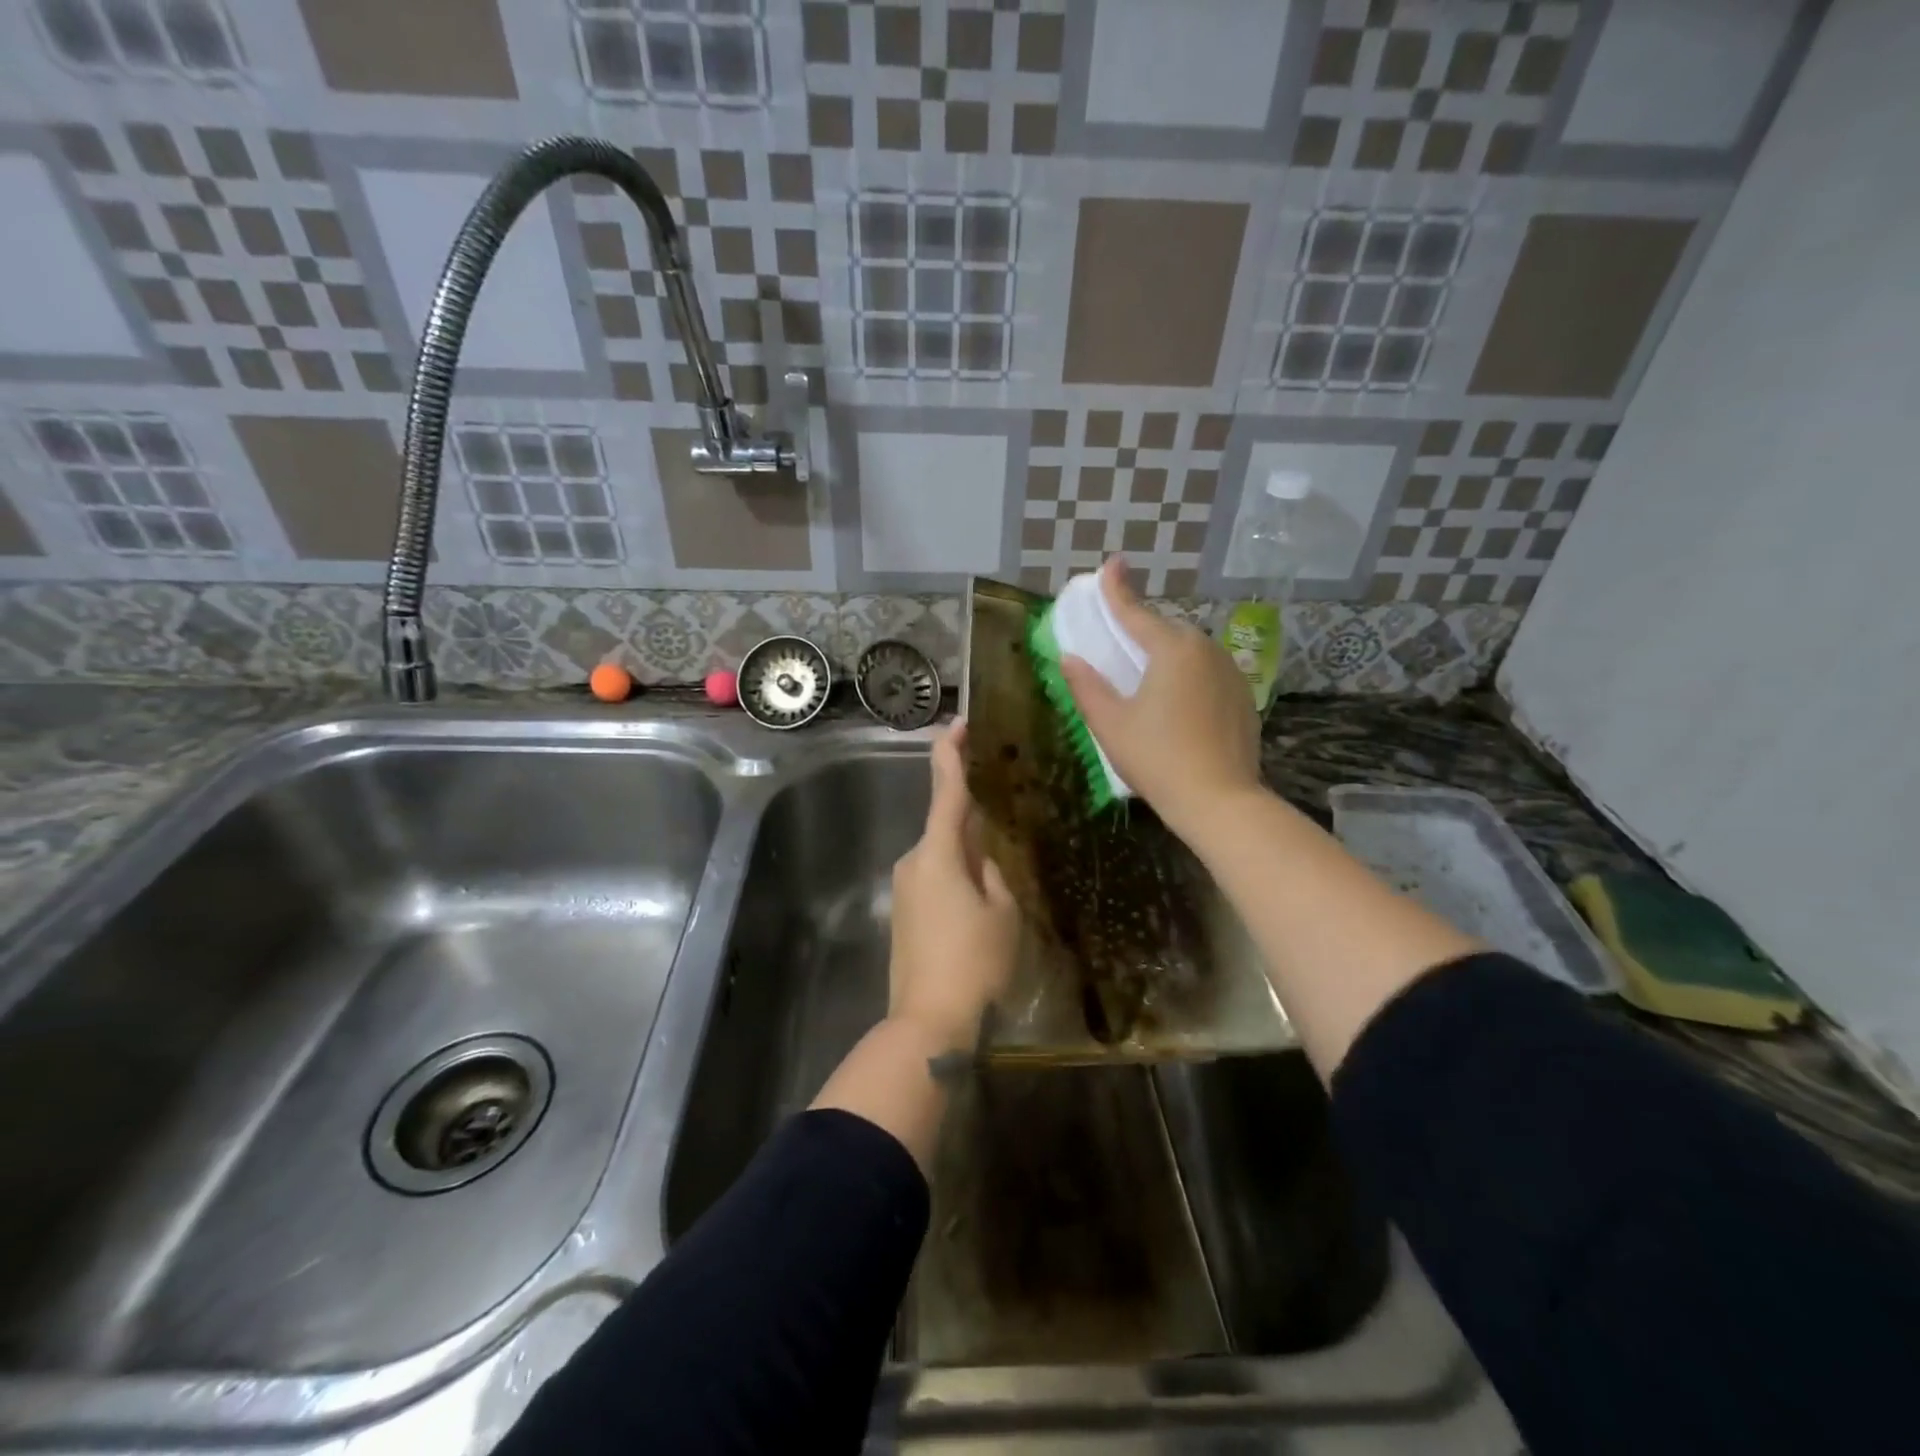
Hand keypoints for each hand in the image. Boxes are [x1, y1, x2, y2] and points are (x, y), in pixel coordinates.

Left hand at [888, 721, 1019, 1049]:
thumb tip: (984, 856)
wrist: (928, 1024)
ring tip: (1002, 871)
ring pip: (943, 854)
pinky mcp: (905, 913)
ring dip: (968, 852)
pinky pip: (935, 878)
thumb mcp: (1003, 912)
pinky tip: (981, 897)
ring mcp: (905, 888)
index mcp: (938, 853)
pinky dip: (957, 875)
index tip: (958, 724)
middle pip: (946, 824)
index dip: (951, 754)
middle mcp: (914, 861)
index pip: (946, 790)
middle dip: (973, 817)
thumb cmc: (974, 963)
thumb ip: (995, 872)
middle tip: (1007, 814)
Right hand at [1060, 556, 1263, 836]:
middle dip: (1141, 631)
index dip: (1117, 589)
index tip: (1111, 563)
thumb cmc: (1157, 759)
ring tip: (1145, 678)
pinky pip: (1207, 672)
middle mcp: (1205, 650)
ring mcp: (1230, 672)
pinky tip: (1176, 704)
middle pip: (1165, 631)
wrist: (1220, 801)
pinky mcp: (1242, 696)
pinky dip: (1187, 676)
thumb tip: (1070, 658)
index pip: (1135, 612)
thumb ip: (1087, 686)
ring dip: (1165, 655)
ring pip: (1189, 652)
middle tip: (1119, 642)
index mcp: (1172, 649)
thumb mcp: (1110, 724)